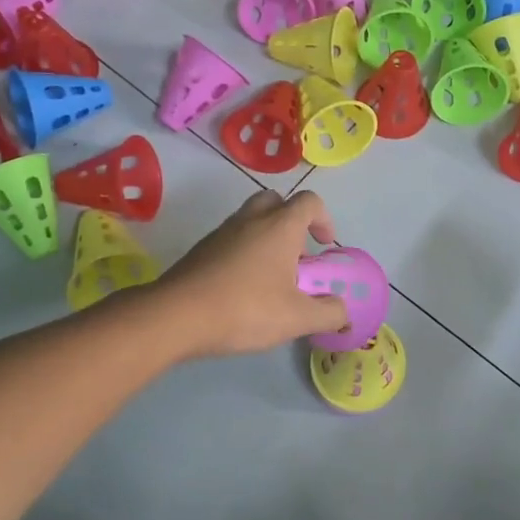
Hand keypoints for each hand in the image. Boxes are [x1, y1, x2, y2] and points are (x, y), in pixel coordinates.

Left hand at [156, 190, 349, 356]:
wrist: (176, 316)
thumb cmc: (246, 309)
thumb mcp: (297, 318)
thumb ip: (329, 314)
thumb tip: (343, 313)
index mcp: (280, 226)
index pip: (310, 202)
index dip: (323, 219)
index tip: (324, 246)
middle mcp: (251, 220)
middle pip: (276, 201)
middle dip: (291, 222)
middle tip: (295, 256)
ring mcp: (222, 232)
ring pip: (250, 219)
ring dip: (266, 237)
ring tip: (270, 277)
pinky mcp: (201, 249)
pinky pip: (230, 239)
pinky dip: (243, 252)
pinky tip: (242, 288)